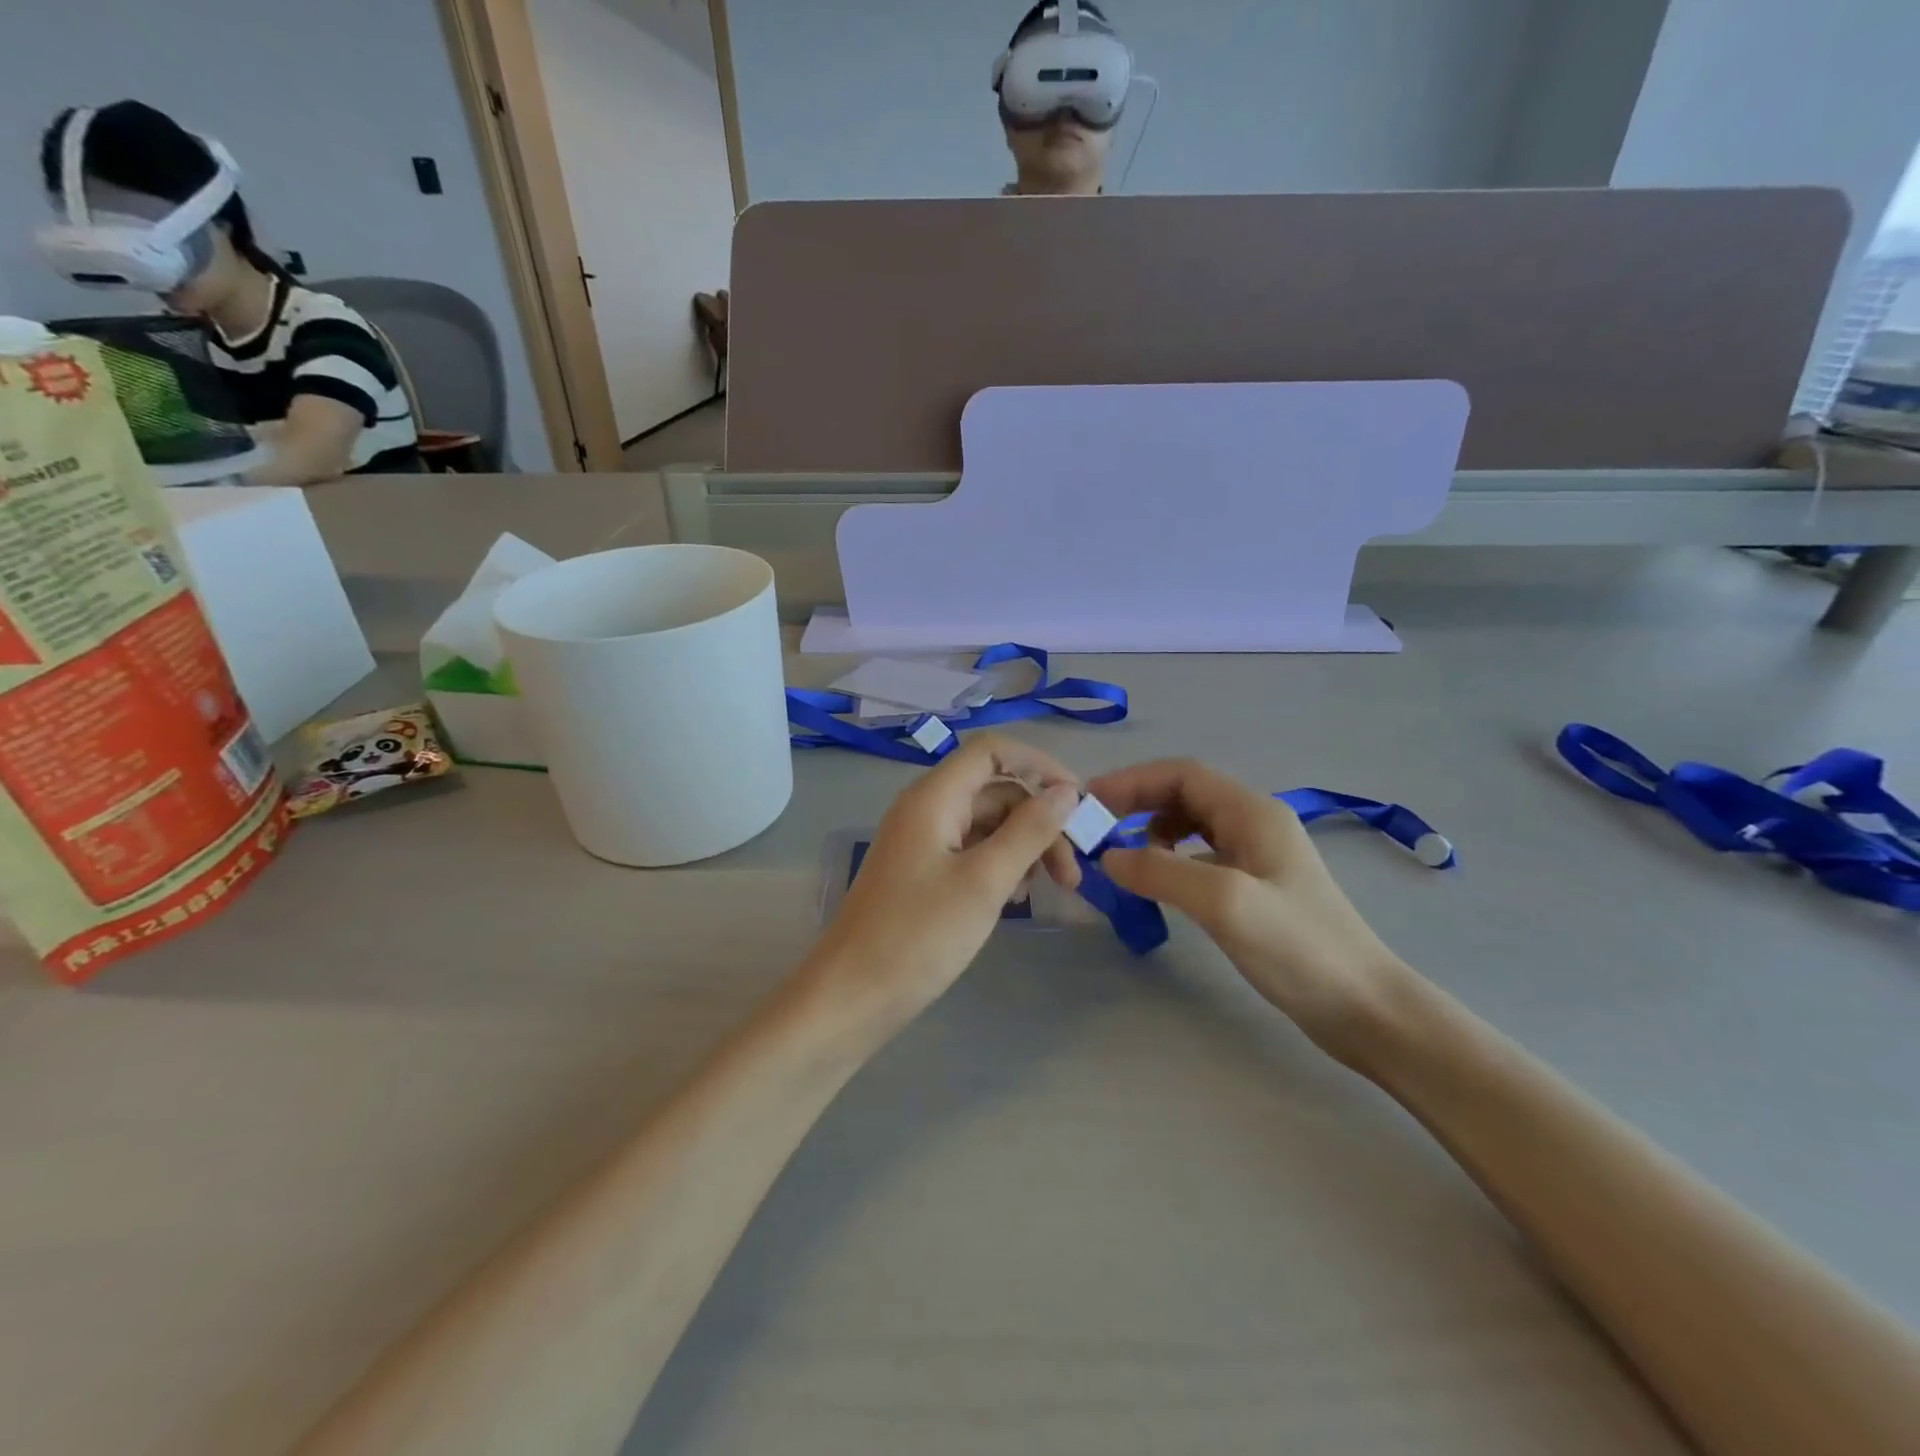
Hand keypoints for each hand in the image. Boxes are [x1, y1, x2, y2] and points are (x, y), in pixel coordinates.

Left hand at [806, 734, 1082, 1033]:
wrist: (851, 996)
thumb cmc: (919, 935)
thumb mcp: (984, 881)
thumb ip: (1029, 831)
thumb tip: (1067, 792)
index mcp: (934, 797)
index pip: (992, 751)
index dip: (1039, 765)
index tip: (1078, 802)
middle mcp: (927, 809)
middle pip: (996, 791)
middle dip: (1039, 822)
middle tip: (1071, 874)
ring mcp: (923, 842)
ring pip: (987, 825)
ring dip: (1023, 848)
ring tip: (1044, 891)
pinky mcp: (923, 873)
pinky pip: (971, 852)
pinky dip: (1000, 867)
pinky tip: (1013, 899)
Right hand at [1089, 759, 1410, 1063]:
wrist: (1365, 1009)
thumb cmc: (1298, 948)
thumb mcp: (1224, 902)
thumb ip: (1161, 871)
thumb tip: (1107, 856)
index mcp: (1252, 812)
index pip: (1182, 774)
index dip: (1132, 781)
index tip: (1090, 802)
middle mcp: (1255, 823)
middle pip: (1185, 794)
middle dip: (1138, 804)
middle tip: (1097, 830)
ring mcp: (1258, 856)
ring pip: (1192, 825)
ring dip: (1152, 831)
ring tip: (1124, 858)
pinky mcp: (1256, 888)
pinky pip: (1201, 856)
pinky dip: (1171, 860)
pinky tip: (1160, 884)